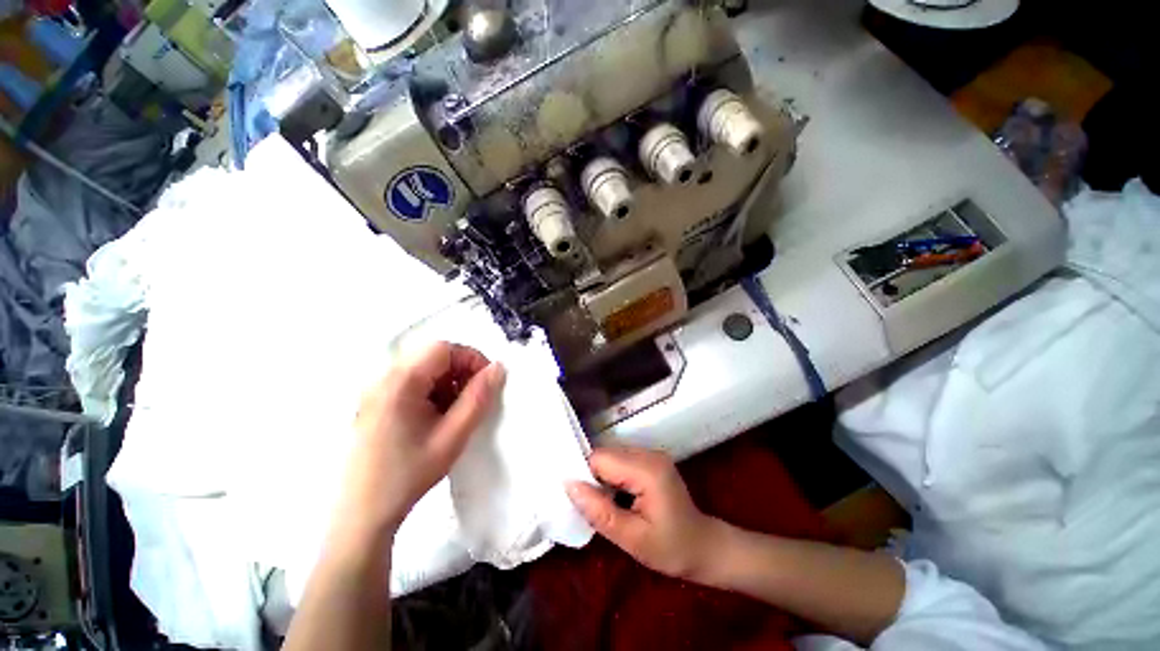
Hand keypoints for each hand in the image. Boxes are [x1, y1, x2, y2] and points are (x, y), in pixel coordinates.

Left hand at [333, 342, 506, 545]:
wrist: (363, 515)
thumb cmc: (409, 475)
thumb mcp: (453, 435)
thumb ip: (479, 397)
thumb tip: (498, 368)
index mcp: (399, 383)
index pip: (443, 348)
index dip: (471, 359)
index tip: (486, 382)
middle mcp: (383, 378)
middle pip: (432, 356)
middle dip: (460, 372)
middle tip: (472, 399)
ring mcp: (376, 390)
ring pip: (424, 369)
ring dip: (447, 382)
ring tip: (454, 412)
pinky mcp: (375, 402)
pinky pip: (412, 382)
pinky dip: (432, 392)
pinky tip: (436, 418)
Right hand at [566, 446, 724, 580]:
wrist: (704, 547)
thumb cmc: (671, 549)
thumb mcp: (632, 539)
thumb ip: (600, 511)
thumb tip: (569, 485)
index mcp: (647, 470)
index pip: (601, 459)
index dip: (586, 477)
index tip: (583, 501)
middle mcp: (649, 453)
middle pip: (605, 454)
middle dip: (594, 477)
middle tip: (595, 507)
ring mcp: (651, 453)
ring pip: (611, 455)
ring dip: (603, 476)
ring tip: (608, 503)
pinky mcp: (651, 459)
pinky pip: (621, 459)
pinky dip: (613, 475)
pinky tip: (618, 495)